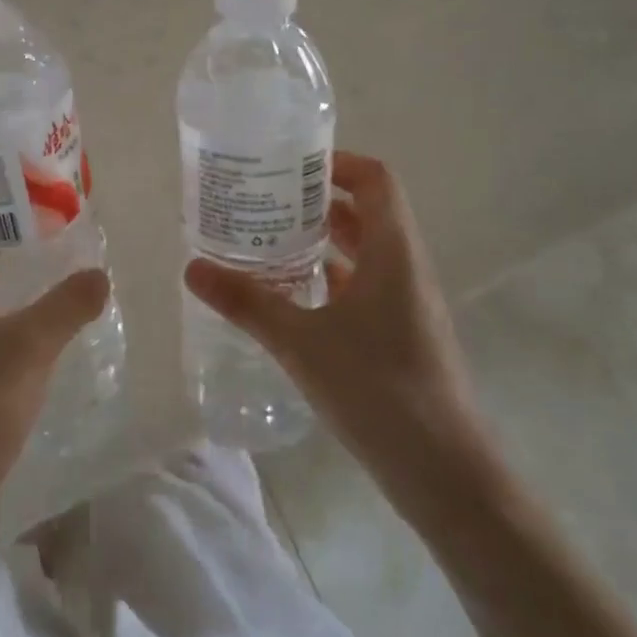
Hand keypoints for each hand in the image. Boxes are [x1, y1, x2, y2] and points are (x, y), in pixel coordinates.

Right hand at [184, 152, 498, 514]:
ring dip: (324, 240)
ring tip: (269, 239)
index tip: (290, 165)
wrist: (445, 473)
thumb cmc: (377, 389)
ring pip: (365, 251)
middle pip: (368, 211)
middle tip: (266, 199)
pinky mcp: (402, 335)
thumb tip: (192, 268)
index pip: (376, 180)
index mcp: (394, 251)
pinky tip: (292, 295)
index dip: (339, 162)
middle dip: (318, 200)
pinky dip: (331, 278)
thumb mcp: (301, 342)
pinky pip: (365, 286)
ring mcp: (407, 304)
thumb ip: (247, 302)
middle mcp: (406, 267)